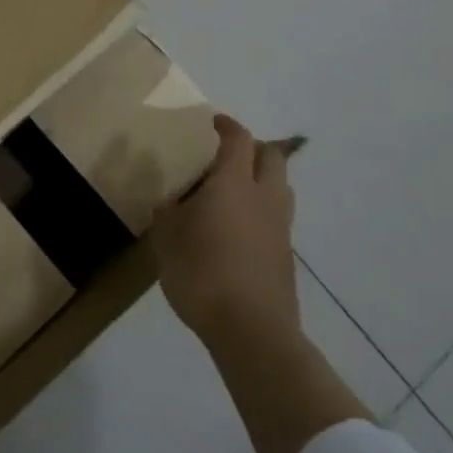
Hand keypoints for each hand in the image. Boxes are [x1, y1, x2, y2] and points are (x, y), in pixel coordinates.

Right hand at [151, 114, 304, 347]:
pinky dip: (261, 210)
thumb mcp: (166, 239)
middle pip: (272, 157)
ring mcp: (280, 227)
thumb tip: (169, 201)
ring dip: (261, 178)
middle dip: (252, 147)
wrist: (252, 330)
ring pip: (280, 187)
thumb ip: (167, 213)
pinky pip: (277, 217)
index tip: (213, 122)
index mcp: (233, 183)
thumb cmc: (202, 273)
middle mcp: (264, 197)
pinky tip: (237, 229)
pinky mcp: (286, 256)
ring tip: (233, 189)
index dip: (227, 126)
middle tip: (226, 152)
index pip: (238, 140)